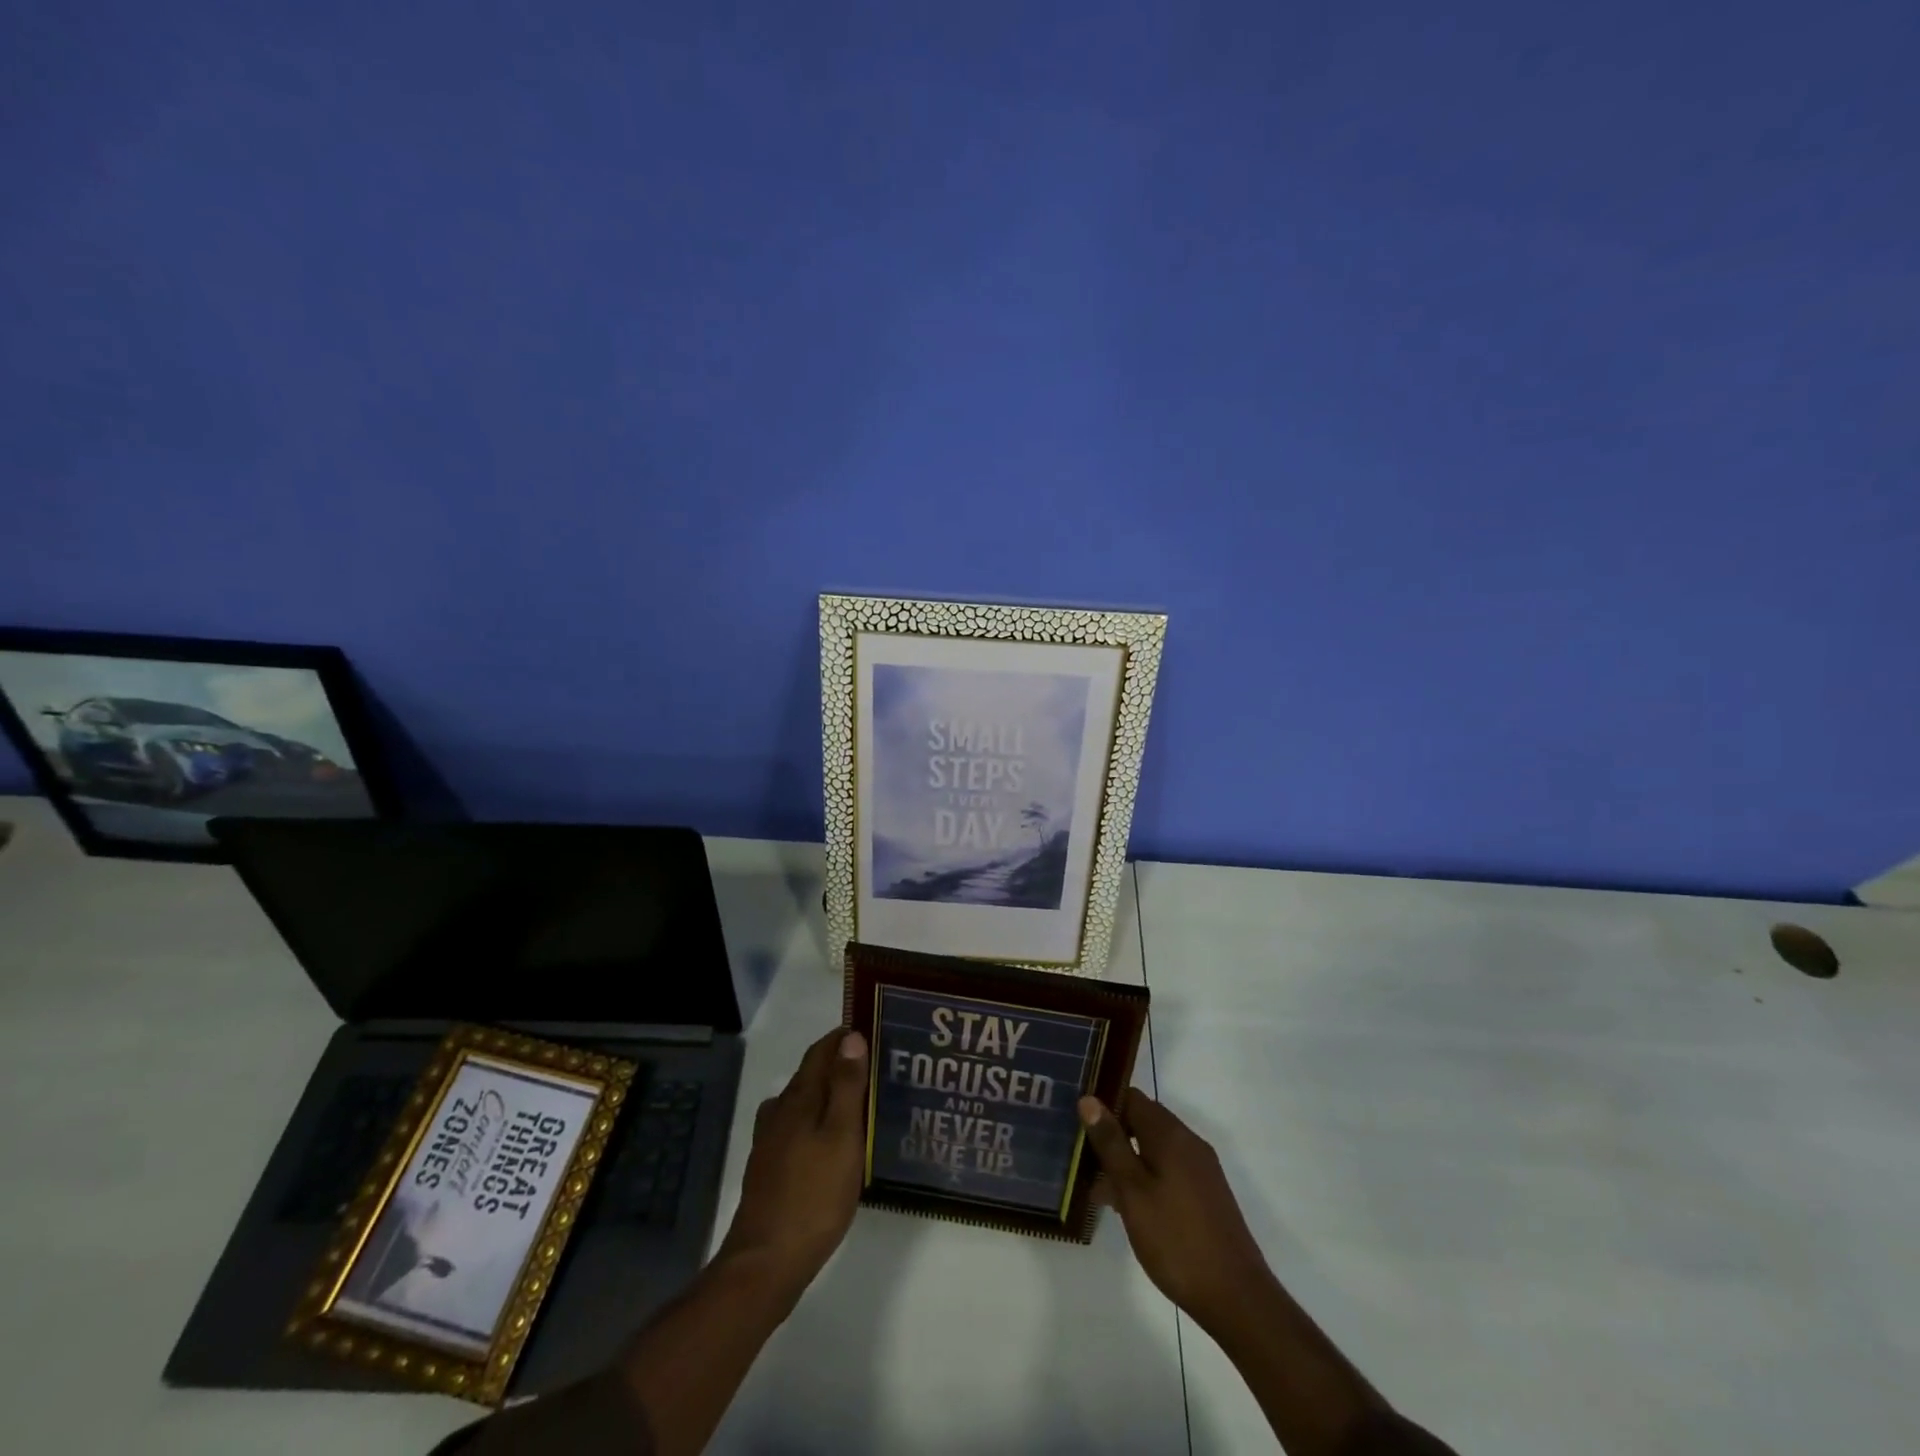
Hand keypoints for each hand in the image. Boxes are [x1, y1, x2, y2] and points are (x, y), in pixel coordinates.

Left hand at [716, 1026, 868, 1299]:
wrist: (766, 1262)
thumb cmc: (813, 1195)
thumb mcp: (842, 1137)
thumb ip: (846, 1086)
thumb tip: (850, 1037)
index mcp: (799, 1098)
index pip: (820, 1052)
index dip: (842, 1038)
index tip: (870, 1030)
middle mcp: (780, 1112)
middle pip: (810, 1075)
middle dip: (838, 1064)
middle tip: (874, 1066)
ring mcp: (770, 1141)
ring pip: (801, 1102)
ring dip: (826, 1093)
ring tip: (855, 1102)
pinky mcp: (769, 1168)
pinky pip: (796, 1128)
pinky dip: (815, 1121)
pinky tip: (827, 1141)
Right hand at [1078, 1089, 1272, 1330]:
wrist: (1237, 1299)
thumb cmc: (1176, 1240)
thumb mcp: (1133, 1191)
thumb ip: (1111, 1143)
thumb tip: (1089, 1099)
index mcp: (1171, 1134)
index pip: (1131, 1097)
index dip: (1103, 1105)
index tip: (1078, 1124)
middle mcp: (1189, 1142)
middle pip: (1143, 1121)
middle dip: (1113, 1135)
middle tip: (1083, 1159)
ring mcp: (1201, 1169)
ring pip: (1154, 1148)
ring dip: (1127, 1161)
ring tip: (1099, 1190)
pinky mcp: (1206, 1194)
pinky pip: (1168, 1170)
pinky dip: (1146, 1178)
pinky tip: (1130, 1209)